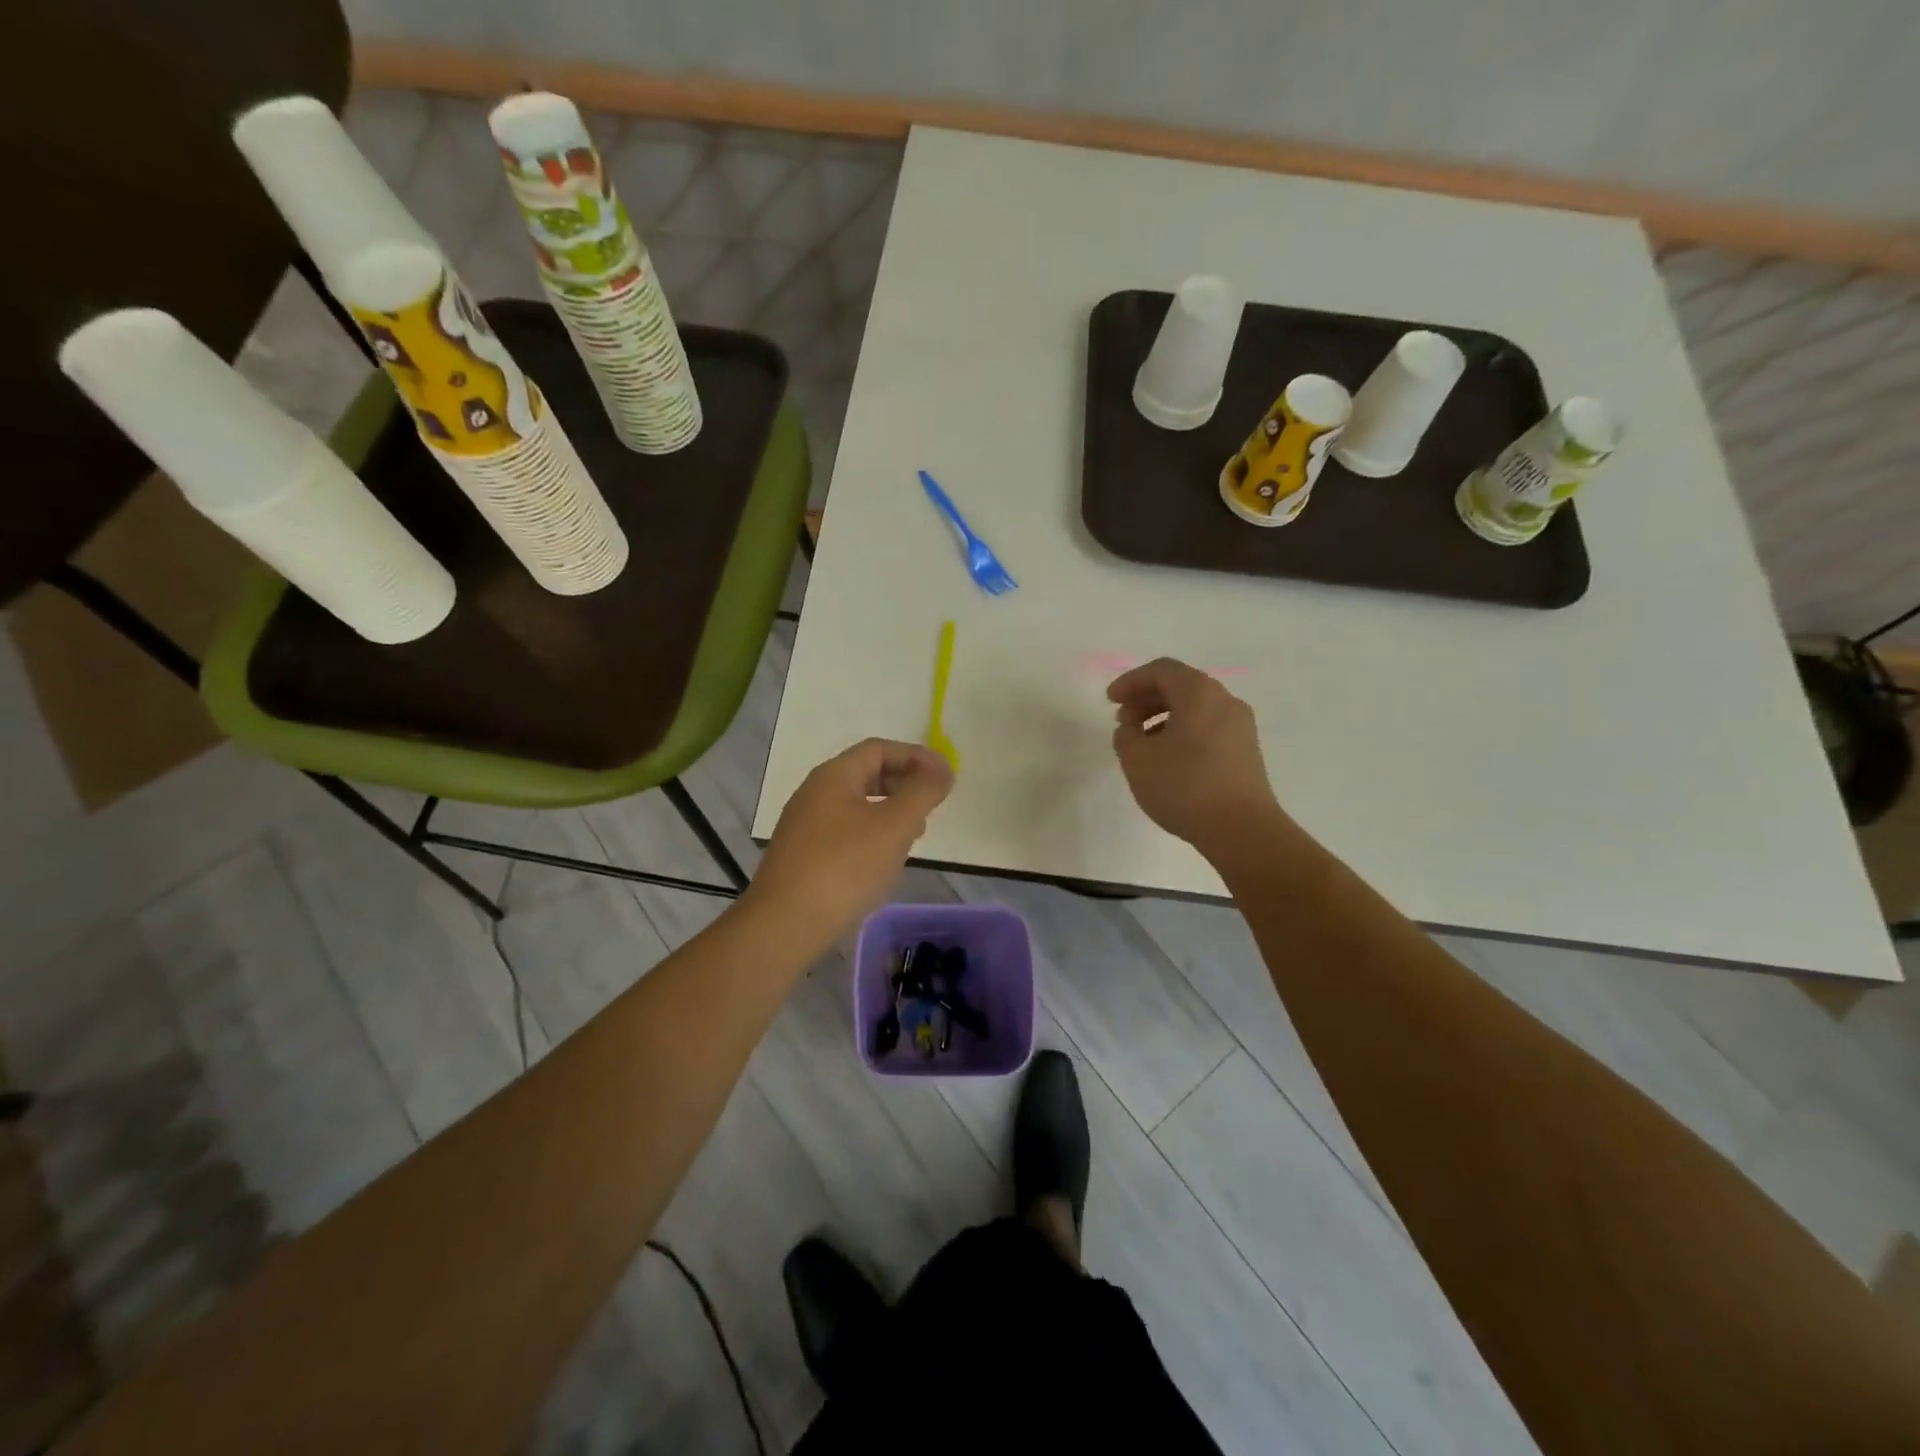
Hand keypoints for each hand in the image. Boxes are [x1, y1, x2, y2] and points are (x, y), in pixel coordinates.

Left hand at [748, 738, 953, 945]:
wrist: (784, 925)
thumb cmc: (844, 867)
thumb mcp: (894, 825)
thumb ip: (923, 791)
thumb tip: (943, 768)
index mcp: (833, 776)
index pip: (880, 749)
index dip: (916, 757)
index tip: (945, 779)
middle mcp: (815, 793)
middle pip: (868, 773)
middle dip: (905, 785)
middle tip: (931, 807)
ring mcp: (806, 825)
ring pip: (858, 804)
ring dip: (891, 812)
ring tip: (914, 836)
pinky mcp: (804, 855)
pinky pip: (846, 831)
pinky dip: (873, 835)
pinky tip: (884, 862)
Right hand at [1107, 658, 1284, 858]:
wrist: (1241, 829)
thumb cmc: (1184, 786)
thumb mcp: (1137, 759)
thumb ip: (1125, 736)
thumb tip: (1132, 730)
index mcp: (1199, 693)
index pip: (1161, 670)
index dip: (1130, 681)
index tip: (1110, 701)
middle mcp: (1225, 701)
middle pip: (1180, 686)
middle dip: (1146, 699)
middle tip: (1123, 722)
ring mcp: (1240, 726)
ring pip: (1195, 708)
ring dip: (1163, 717)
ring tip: (1142, 744)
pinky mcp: (1246, 751)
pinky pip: (1208, 727)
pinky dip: (1182, 732)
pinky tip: (1167, 759)